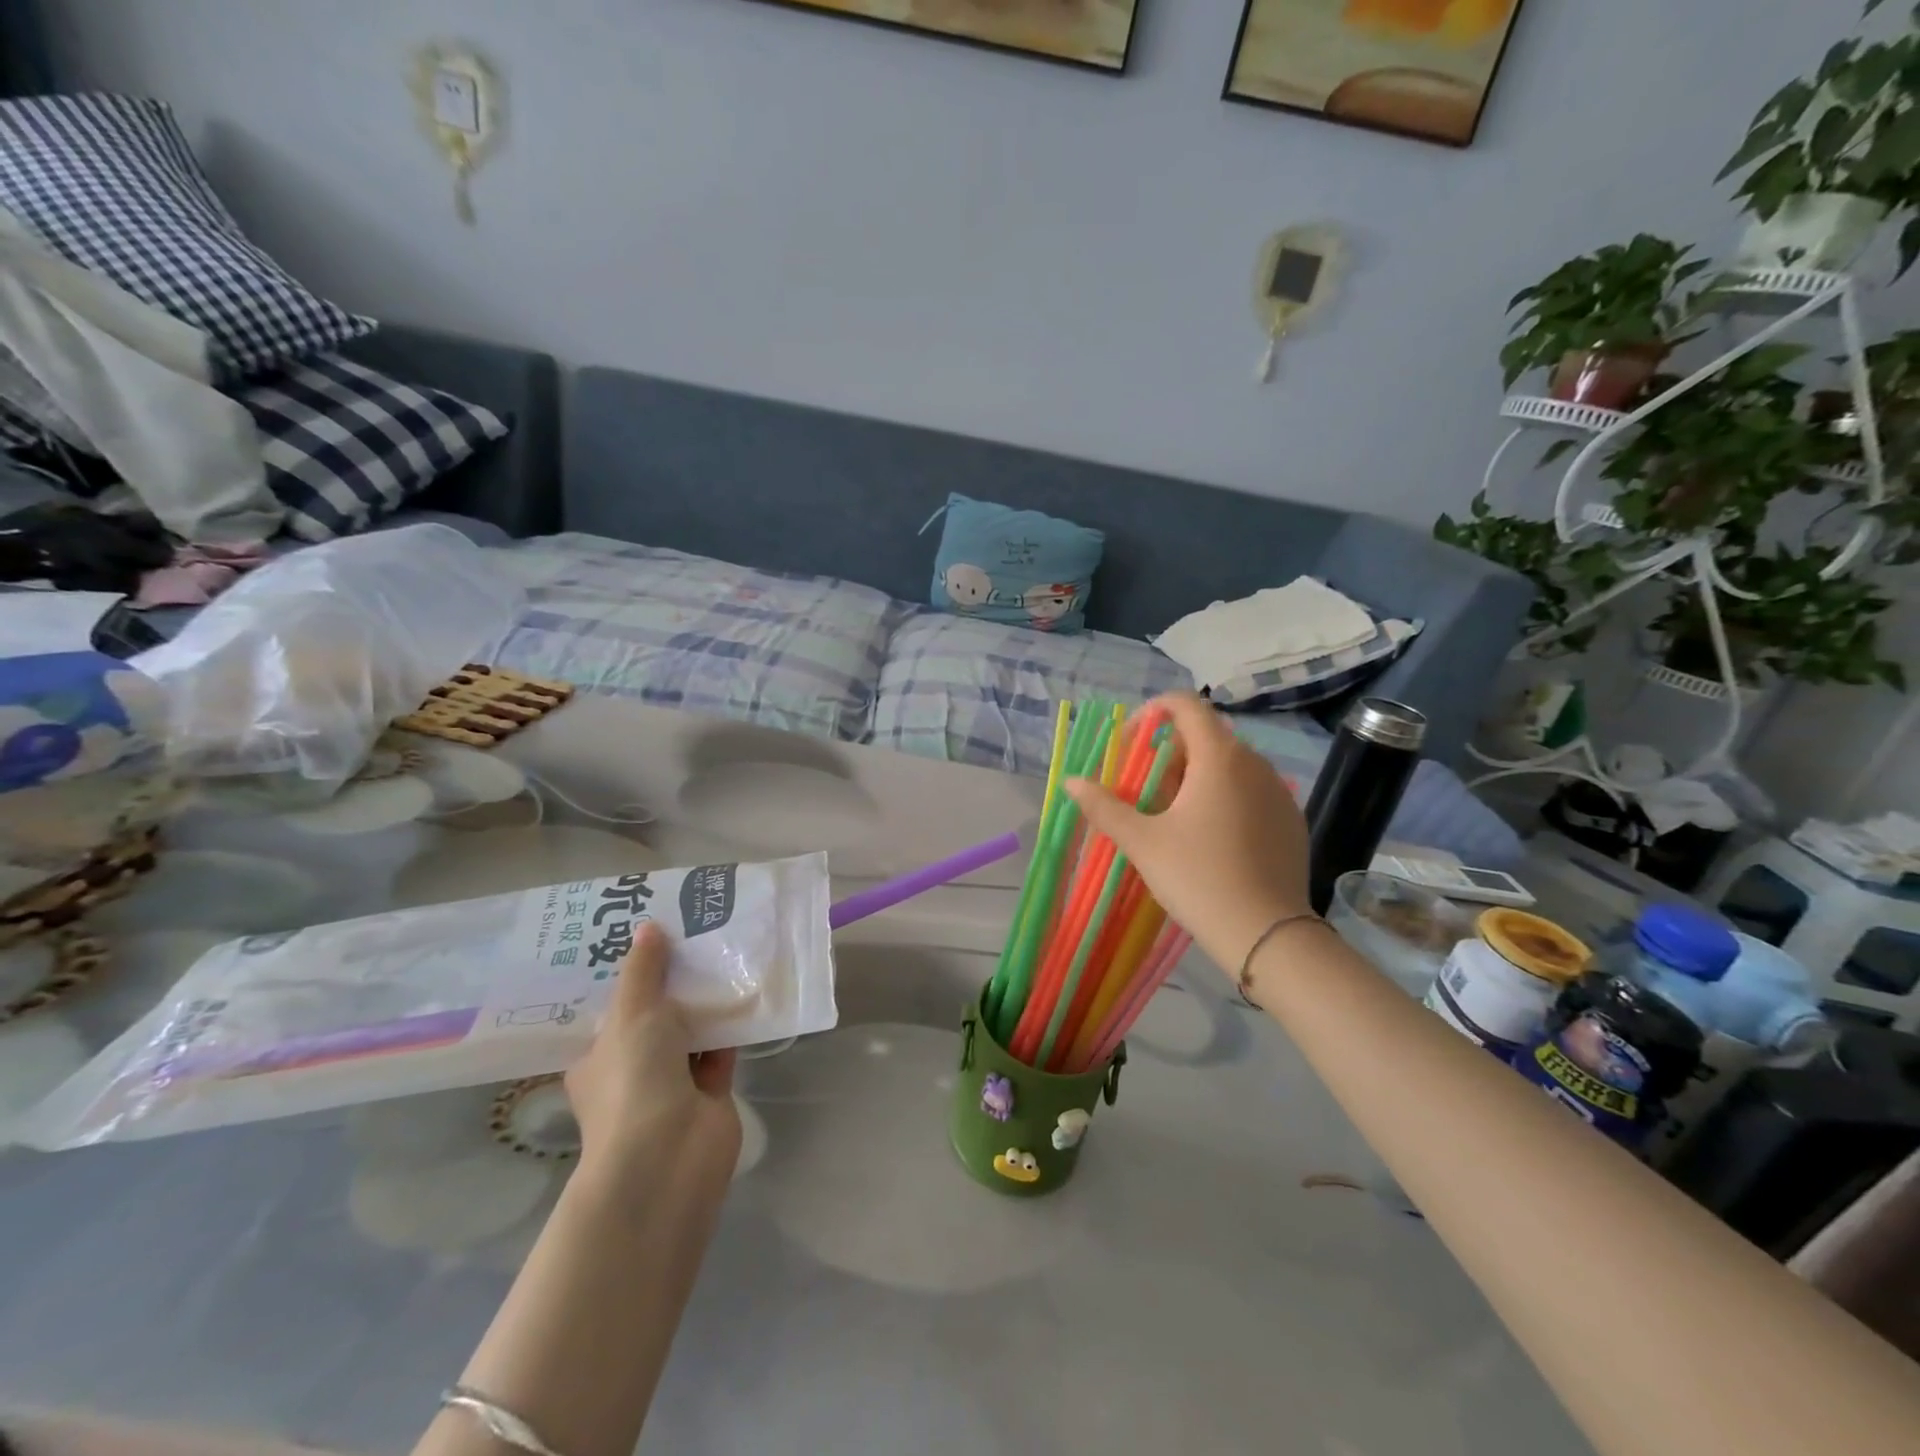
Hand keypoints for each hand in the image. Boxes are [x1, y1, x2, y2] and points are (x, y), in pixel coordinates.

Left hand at [565, 922, 741, 1184]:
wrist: (669, 1153)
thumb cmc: (634, 1078)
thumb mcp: (633, 1012)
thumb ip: (644, 970)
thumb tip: (647, 928)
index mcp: (598, 1058)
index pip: (611, 1012)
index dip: (629, 978)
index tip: (648, 940)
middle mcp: (631, 1071)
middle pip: (653, 1019)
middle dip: (672, 985)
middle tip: (692, 937)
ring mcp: (671, 1086)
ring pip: (690, 1034)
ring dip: (705, 1004)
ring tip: (723, 953)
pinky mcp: (709, 1094)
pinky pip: (721, 1050)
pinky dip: (731, 1027)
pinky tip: (746, 991)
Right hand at [1066, 692, 1311, 976]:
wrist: (1267, 934)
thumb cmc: (1198, 877)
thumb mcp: (1142, 842)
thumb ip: (1104, 806)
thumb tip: (1071, 781)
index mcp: (1219, 757)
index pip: (1186, 705)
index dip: (1153, 711)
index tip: (1130, 742)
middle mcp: (1254, 763)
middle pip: (1206, 734)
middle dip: (1169, 751)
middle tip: (1144, 787)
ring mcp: (1279, 791)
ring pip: (1231, 764)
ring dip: (1197, 773)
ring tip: (1174, 813)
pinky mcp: (1291, 819)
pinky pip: (1252, 790)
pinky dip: (1225, 795)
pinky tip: (1211, 836)